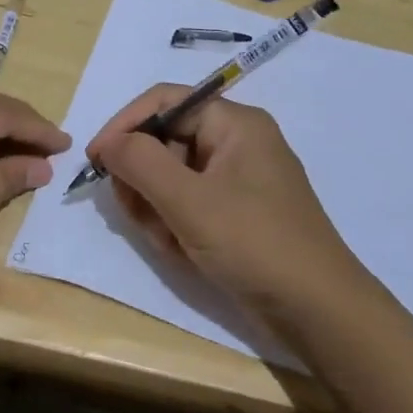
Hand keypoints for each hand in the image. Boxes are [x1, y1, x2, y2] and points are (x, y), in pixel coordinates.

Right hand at [89, 87, 367, 320]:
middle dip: (144, 178)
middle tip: (138, 213)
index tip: (95, 160)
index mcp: (234, 123)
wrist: (317, 311)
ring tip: (169, 241)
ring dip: (157, 208)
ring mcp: (238, 180)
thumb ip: (141, 162)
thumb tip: (109, 142)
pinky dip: (177, 225)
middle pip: (165, 140)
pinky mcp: (236, 214)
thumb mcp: (189, 201)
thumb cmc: (254, 243)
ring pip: (172, 177)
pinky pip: (189, 205)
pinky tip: (183, 252)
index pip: (165, 101)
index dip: (125, 125)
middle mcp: (236, 143)